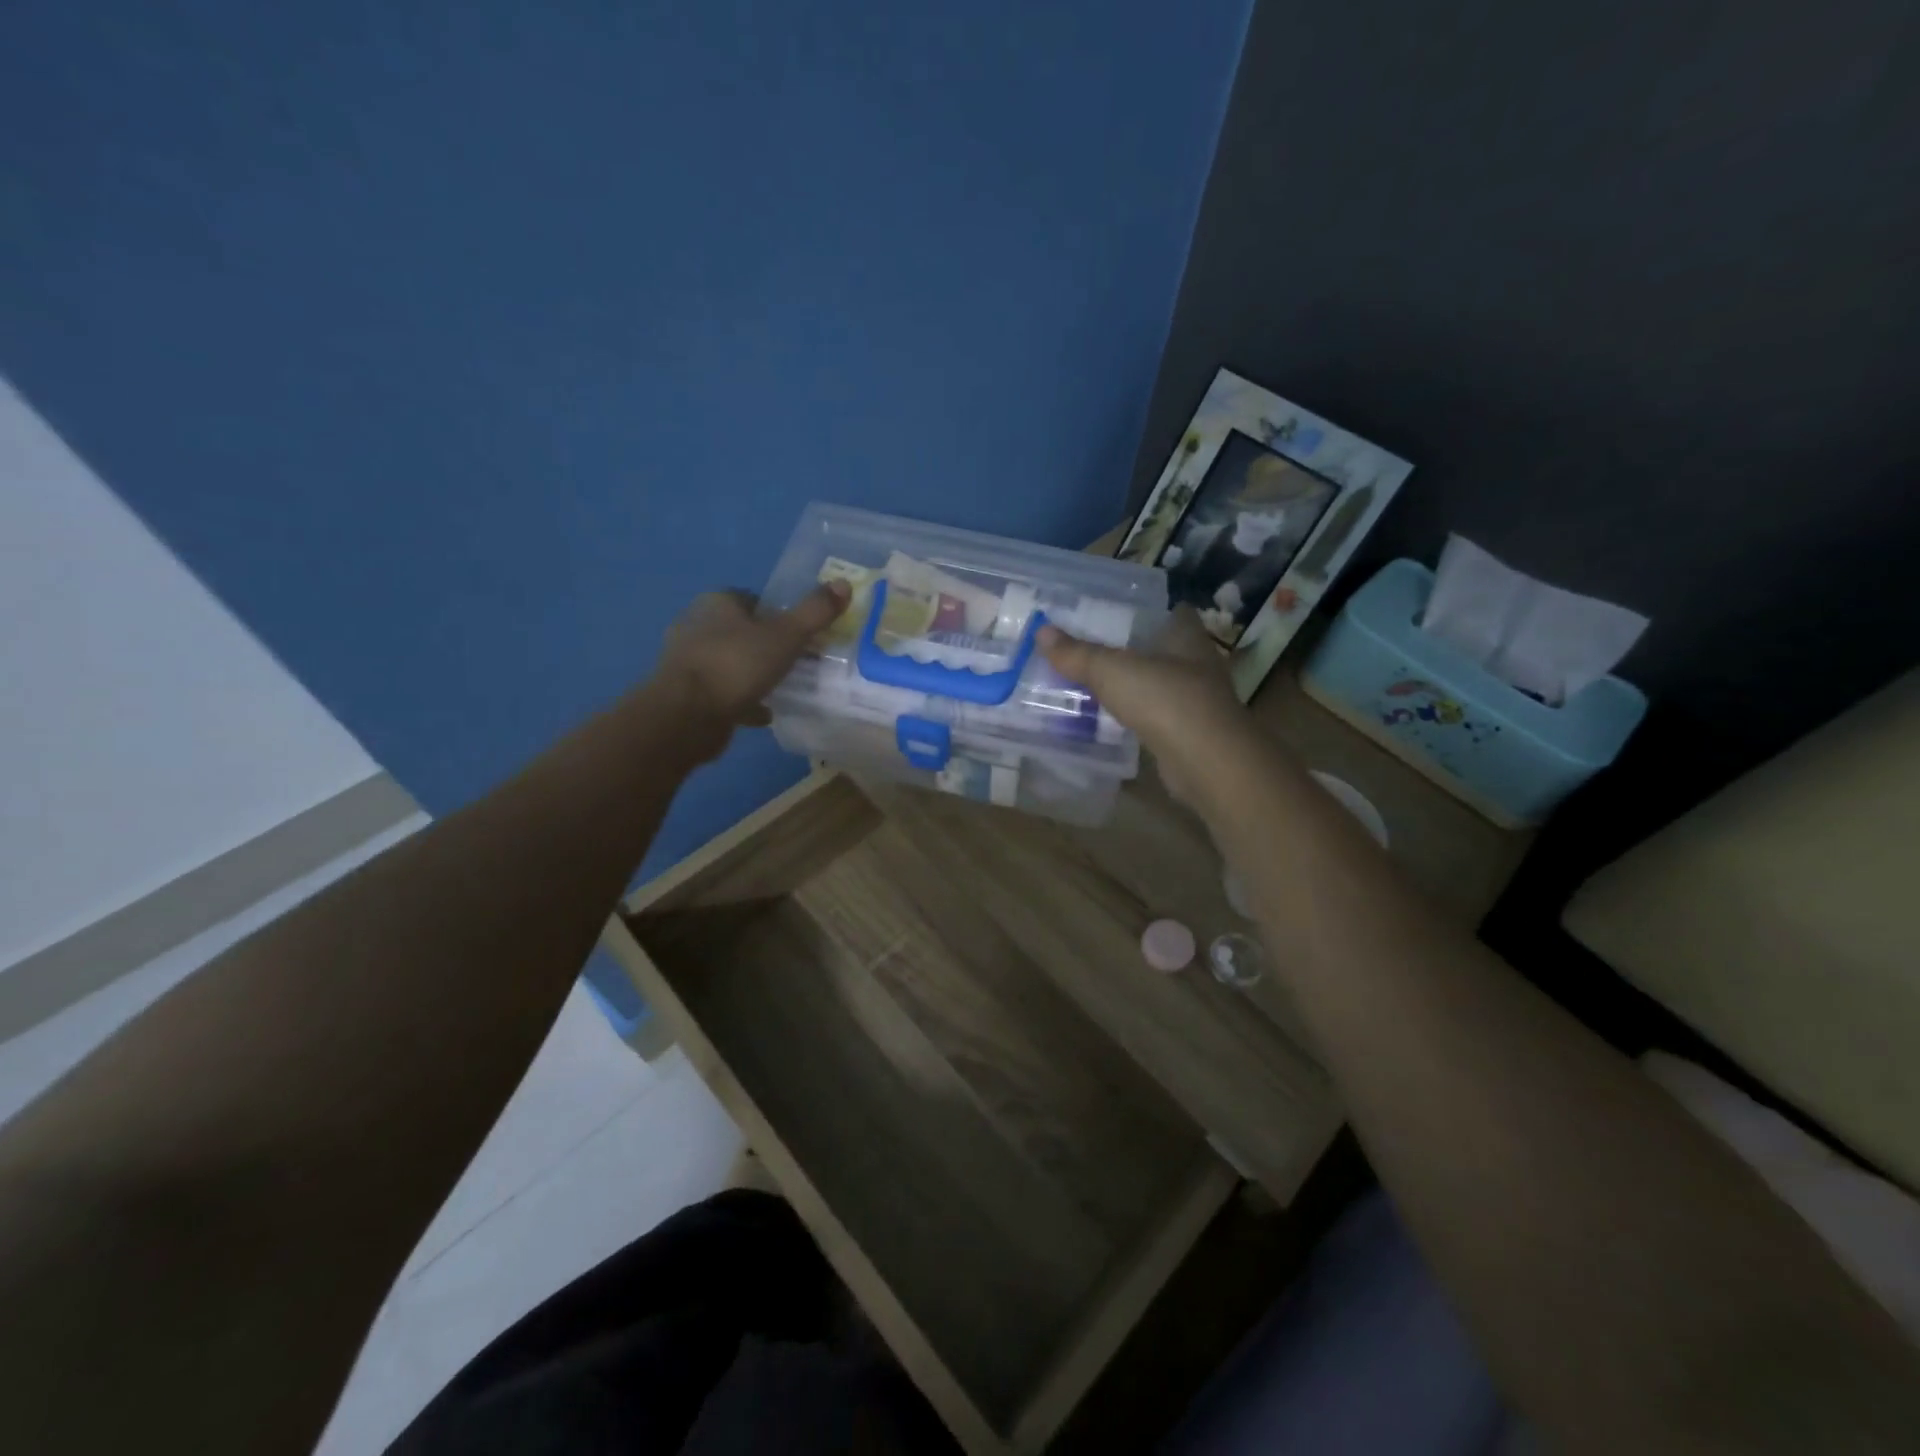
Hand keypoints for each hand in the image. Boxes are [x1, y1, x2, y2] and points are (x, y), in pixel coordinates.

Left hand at [650, 581, 849, 762]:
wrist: (687, 715)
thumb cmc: (737, 665)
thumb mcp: (786, 636)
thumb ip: (815, 612)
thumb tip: (845, 583)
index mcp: (718, 604)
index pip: (751, 599)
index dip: (776, 612)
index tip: (799, 631)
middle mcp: (697, 626)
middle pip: (740, 631)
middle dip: (765, 643)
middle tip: (796, 659)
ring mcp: (688, 662)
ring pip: (731, 662)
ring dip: (753, 672)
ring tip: (783, 686)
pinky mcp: (686, 694)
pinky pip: (723, 693)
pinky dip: (743, 700)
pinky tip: (765, 712)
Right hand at [1037, 606, 1255, 793]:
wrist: (1205, 762)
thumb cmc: (1164, 699)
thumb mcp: (1111, 670)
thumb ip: (1077, 653)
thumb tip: (1041, 631)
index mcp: (1186, 637)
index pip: (1175, 613)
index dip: (1148, 612)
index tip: (1117, 613)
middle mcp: (1198, 664)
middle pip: (1164, 649)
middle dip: (1135, 650)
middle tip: (1094, 648)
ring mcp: (1198, 702)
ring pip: (1161, 685)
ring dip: (1136, 685)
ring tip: (1097, 683)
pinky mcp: (1190, 734)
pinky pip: (1159, 717)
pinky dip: (1139, 716)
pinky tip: (1114, 720)